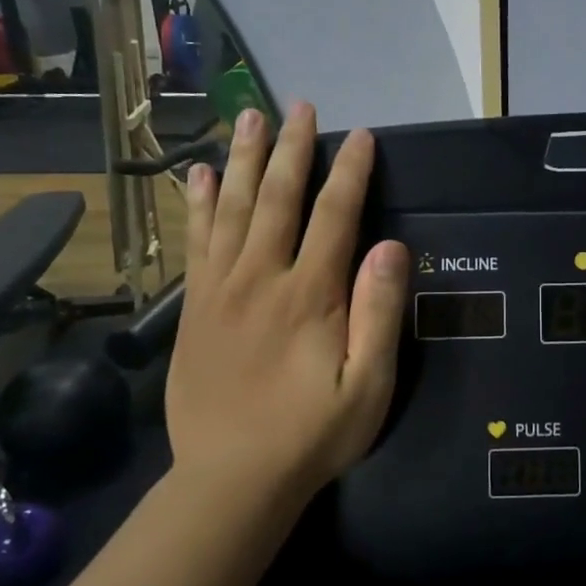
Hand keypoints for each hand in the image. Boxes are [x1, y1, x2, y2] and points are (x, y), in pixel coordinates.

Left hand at [165, 103, 409, 497]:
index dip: (350, 172)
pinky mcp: (195, 307)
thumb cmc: (312, 433)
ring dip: (241, 159)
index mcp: (311, 294)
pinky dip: (198, 204)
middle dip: (291, 149)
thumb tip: (390, 245)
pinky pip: (196, 242)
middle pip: (277, 198)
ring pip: (231, 209)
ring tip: (249, 117)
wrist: (231, 479)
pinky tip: (197, 175)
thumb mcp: (369, 384)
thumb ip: (379, 312)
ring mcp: (221, 290)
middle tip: (299, 106)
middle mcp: (261, 278)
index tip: (361, 136)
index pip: (334, 216)